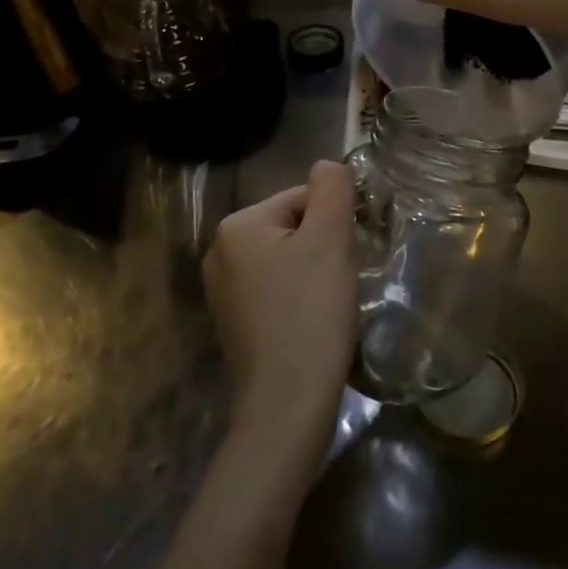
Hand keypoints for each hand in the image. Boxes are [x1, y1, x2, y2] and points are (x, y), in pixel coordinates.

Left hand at [203, 161, 356, 445]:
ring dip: (314, 271)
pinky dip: (299, 296)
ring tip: (328, 303)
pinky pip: (276, 288)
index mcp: (238, 225)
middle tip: (340, 280)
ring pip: (287, 258)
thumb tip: (328, 164)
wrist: (287, 403)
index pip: (302, 197)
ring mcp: (223, 289)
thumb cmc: (311, 313)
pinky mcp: (234, 320)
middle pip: (293, 226)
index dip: (334, 222)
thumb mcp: (330, 238)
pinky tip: (311, 321)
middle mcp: (220, 251)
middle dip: (322, 246)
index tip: (347, 256)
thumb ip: (332, 188)